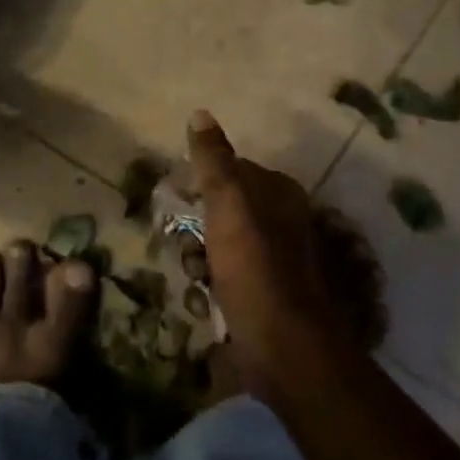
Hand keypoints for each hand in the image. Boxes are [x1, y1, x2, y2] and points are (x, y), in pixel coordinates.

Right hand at [186, 110, 343, 382]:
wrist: (283, 345)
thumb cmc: (254, 267)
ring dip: (198, 259)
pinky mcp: (263, 294)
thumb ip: (214, 160)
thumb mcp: (229, 203)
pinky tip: (203, 299)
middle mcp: (281, 221)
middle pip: (222, 210)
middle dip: (195, 227)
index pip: (230, 170)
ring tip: (194, 277)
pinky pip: (225, 277)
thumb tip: (200, 113)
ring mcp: (273, 260)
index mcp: (278, 193)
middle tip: (185, 245)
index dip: (200, 184)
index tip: (177, 201)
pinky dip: (209, 285)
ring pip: (219, 245)